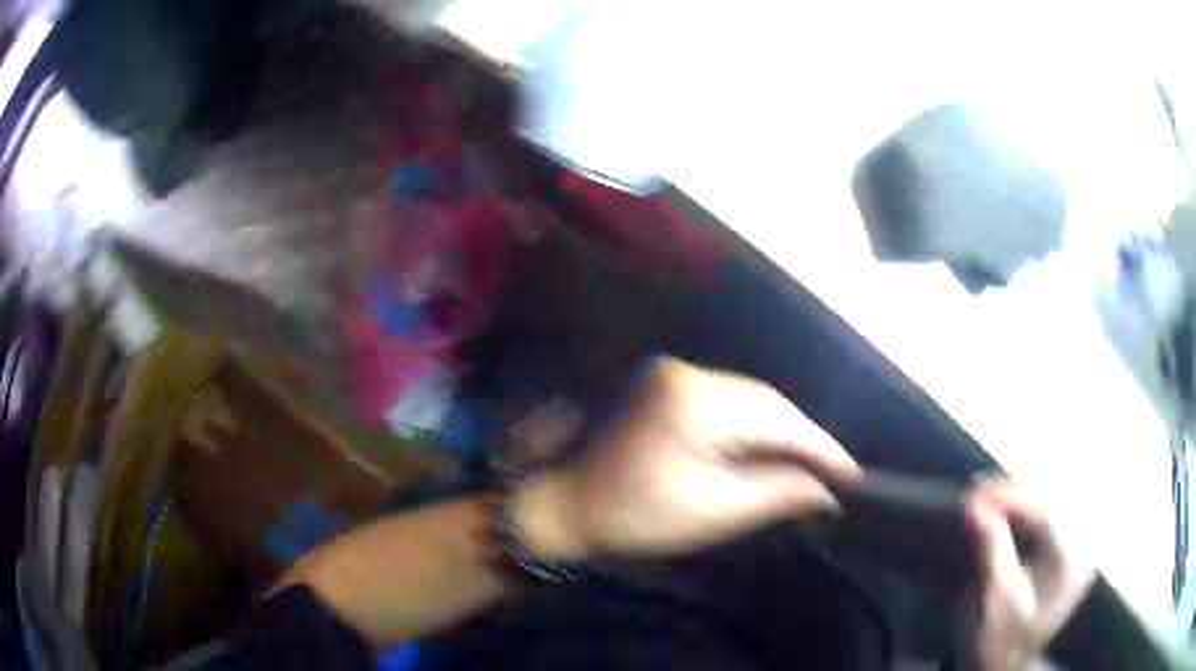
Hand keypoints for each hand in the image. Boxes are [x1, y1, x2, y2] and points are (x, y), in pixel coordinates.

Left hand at [513, 358, 859, 560]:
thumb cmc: (636, 516)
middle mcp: (688, 372)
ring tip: (812, 461)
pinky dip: (756, 423)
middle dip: (805, 437)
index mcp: (695, 404)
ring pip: (751, 397)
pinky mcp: (669, 382)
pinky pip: (730, 399)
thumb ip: (778, 494)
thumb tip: (828, 492)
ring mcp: (675, 372)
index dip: (821, 448)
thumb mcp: (714, 511)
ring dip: (784, 429)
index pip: (778, 420)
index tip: (852, 475)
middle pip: (768, 401)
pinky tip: (772, 444)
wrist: (571, 503)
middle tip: (836, 471)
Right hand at [956, 477, 1096, 670]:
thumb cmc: (997, 641)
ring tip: (984, 503)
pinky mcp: (1063, 563)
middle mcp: (1080, 552)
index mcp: (1071, 562)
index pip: (1043, 514)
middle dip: (1010, 503)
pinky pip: (1043, 532)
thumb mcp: (994, 599)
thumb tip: (974, 505)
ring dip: (1014, 512)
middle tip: (976, 495)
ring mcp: (1074, 557)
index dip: (1009, 498)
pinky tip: (1001, 521)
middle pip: (1045, 512)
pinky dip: (1020, 525)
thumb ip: (991, 548)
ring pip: (1044, 519)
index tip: (975, 490)